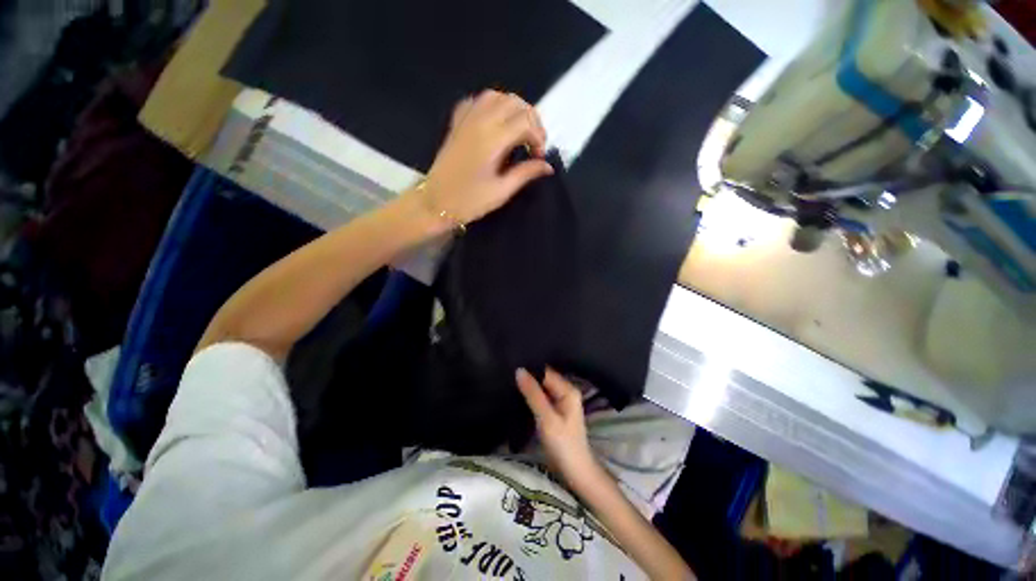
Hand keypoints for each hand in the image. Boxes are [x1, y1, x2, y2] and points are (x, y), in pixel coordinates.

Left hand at [420, 90, 553, 226]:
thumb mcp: (501, 191)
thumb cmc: (469, 201)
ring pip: (496, 96)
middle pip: (514, 103)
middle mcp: (480, 122)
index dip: (539, 137)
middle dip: (531, 120)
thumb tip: (547, 166)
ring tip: (519, 130)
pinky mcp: (457, 123)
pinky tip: (496, 121)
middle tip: (533, 143)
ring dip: (513, 108)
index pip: (526, 121)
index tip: (539, 157)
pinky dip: (492, 105)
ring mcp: (466, 120)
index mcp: (493, 140)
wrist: (435, 202)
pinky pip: (477, 101)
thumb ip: (525, 174)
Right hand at [516, 368, 600, 485]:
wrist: (574, 472)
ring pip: (541, 389)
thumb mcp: (546, 418)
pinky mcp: (555, 412)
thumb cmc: (563, 444)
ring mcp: (561, 402)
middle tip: (507, 373)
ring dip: (528, 387)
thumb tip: (519, 370)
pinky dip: (531, 397)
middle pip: (544, 379)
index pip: (546, 372)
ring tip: (509, 381)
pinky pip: (541, 398)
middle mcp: (566, 391)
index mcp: (568, 389)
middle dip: (528, 377)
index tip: (511, 365)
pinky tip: (518, 395)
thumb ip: (533, 394)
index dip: (530, 369)